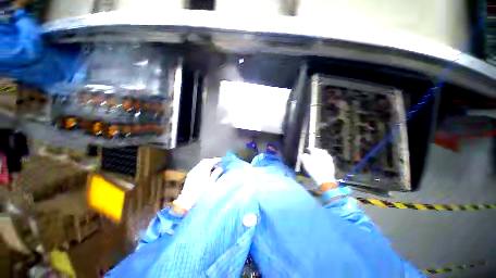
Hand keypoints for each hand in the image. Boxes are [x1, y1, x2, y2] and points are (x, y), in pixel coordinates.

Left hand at [173, 158, 221, 211]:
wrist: (187, 200)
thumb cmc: (201, 192)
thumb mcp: (211, 183)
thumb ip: (216, 174)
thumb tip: (220, 168)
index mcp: (203, 170)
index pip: (211, 161)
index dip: (216, 160)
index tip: (221, 160)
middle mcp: (197, 169)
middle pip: (205, 161)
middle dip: (212, 161)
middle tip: (218, 163)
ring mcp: (193, 171)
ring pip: (201, 163)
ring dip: (207, 163)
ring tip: (212, 168)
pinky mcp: (190, 174)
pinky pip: (198, 167)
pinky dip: (203, 167)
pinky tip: (205, 172)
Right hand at [300, 147, 335, 185]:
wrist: (325, 178)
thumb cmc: (314, 169)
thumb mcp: (306, 163)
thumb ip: (303, 157)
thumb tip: (302, 154)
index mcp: (317, 153)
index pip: (312, 148)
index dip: (309, 149)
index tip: (307, 150)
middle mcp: (323, 154)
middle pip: (320, 150)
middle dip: (316, 151)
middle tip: (312, 153)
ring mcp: (328, 158)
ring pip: (324, 154)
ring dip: (321, 154)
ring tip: (317, 157)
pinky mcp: (332, 163)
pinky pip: (327, 158)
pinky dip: (324, 158)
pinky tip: (322, 162)